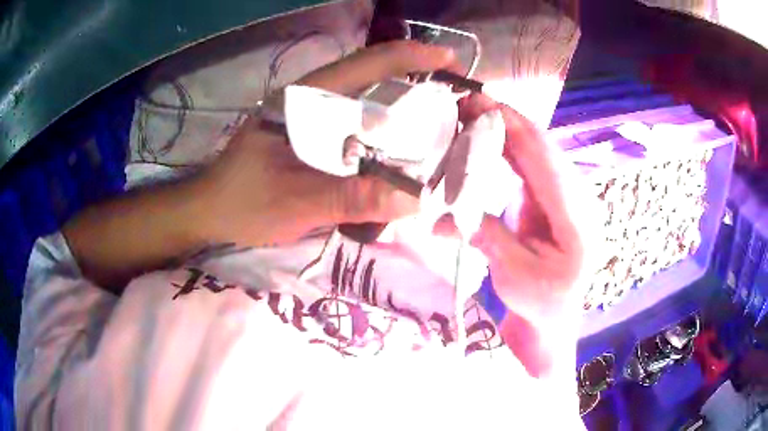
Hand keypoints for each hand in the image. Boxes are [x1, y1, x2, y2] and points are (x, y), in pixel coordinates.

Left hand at [197, 41, 457, 246]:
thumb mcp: (296, 203)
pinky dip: (385, 126)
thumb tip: (416, 200)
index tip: (451, 62)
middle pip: (373, 76)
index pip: (366, 64)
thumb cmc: (244, 202)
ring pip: (367, 97)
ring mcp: (310, 114)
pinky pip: (356, 121)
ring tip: (441, 119)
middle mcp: (311, 98)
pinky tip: (402, 143)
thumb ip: (351, 198)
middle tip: (458, 100)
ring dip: (405, 102)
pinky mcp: (310, 133)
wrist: (209, 209)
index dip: (412, 57)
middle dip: (419, 80)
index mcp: (305, 100)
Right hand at [457, 94, 583, 325]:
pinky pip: (531, 161)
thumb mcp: (513, 275)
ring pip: (536, 148)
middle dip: (504, 120)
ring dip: (504, 129)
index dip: (512, 126)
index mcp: (576, 216)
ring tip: (469, 114)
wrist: (556, 313)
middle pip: (541, 145)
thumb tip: (438, 221)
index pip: (543, 157)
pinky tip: (485, 138)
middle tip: (463, 103)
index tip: (476, 104)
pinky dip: (507, 146)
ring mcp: (566, 193)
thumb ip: (486, 237)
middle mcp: (577, 195)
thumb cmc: (541, 301)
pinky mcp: (553, 195)